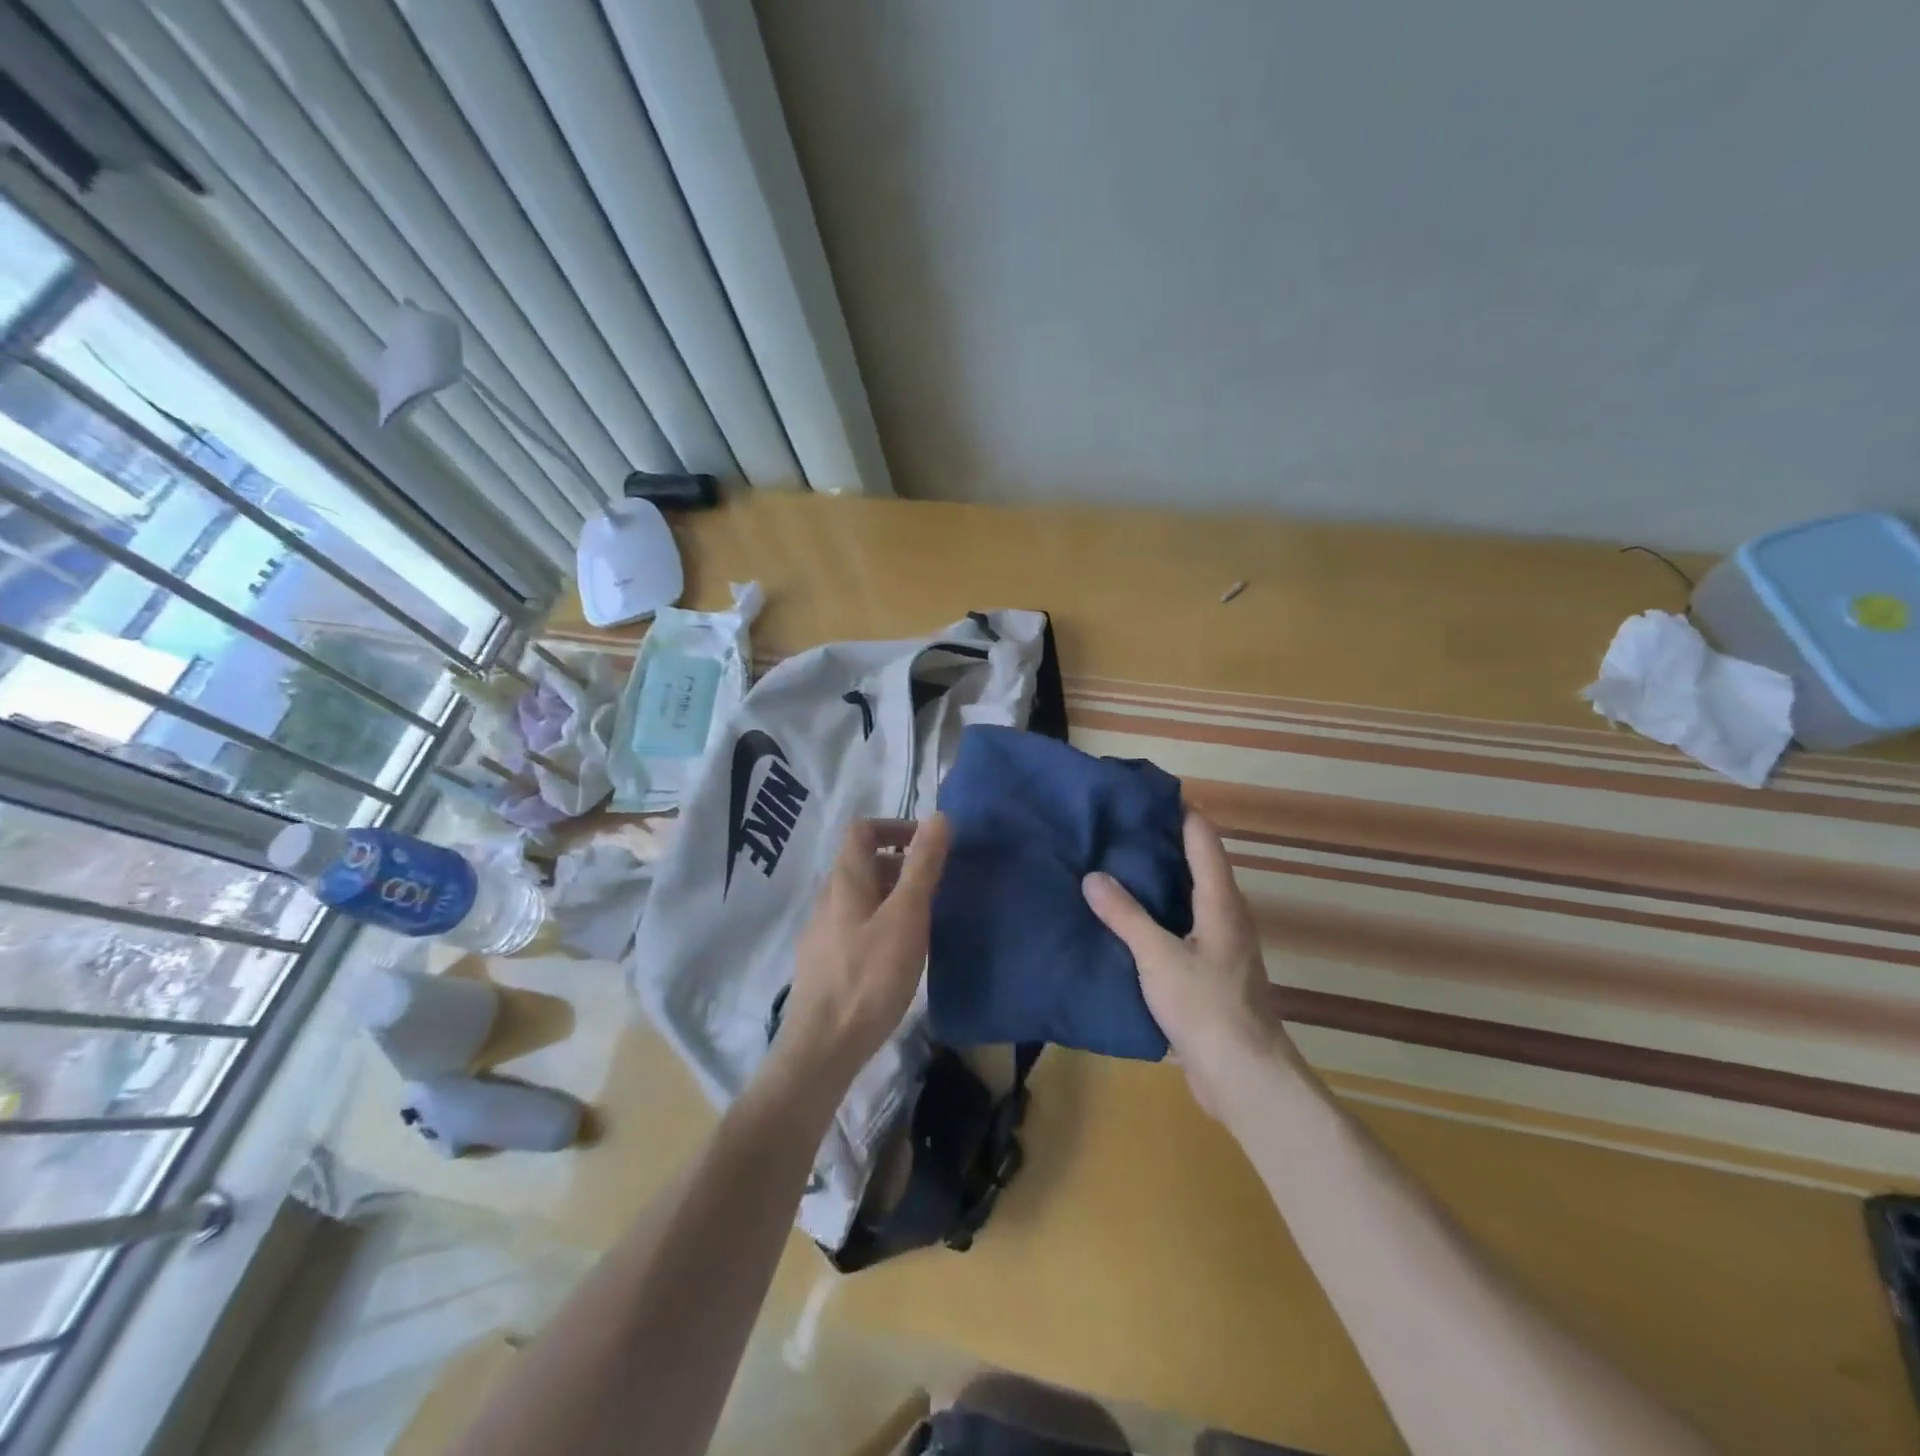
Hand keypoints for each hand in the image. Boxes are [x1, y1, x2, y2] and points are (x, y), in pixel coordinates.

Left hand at [781, 814, 951, 1077]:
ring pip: (861, 896)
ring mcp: (823, 932)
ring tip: (924, 920)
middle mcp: (828, 899)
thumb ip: (922, 866)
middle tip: (935, 887)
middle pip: (863, 862)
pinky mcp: (826, 963)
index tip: (928, 845)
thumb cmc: (869, 977)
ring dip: (893, 895)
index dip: (896, 826)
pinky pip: (856, 925)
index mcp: (845, 880)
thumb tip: (938, 816)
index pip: (862, 829)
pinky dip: (882, 922)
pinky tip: (899, 954)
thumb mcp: (906, 917)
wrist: (822, 1048)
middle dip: (901, 864)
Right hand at [1082, 810, 1291, 1118]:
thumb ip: (1125, 915)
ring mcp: (1221, 945)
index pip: (1203, 840)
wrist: (1243, 1076)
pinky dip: (1158, 913)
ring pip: (1189, 897)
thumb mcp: (1157, 957)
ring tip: (1116, 866)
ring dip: (1159, 880)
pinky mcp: (1211, 972)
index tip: (1145, 794)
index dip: (1180, 812)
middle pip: (1198, 864)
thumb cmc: (1205, 1007)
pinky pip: (1182, 926)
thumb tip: (1093, 876)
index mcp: (1220, 902)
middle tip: (1118, 827)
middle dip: (1163, 843)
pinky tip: (1128, 920)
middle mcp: (1226, 916)